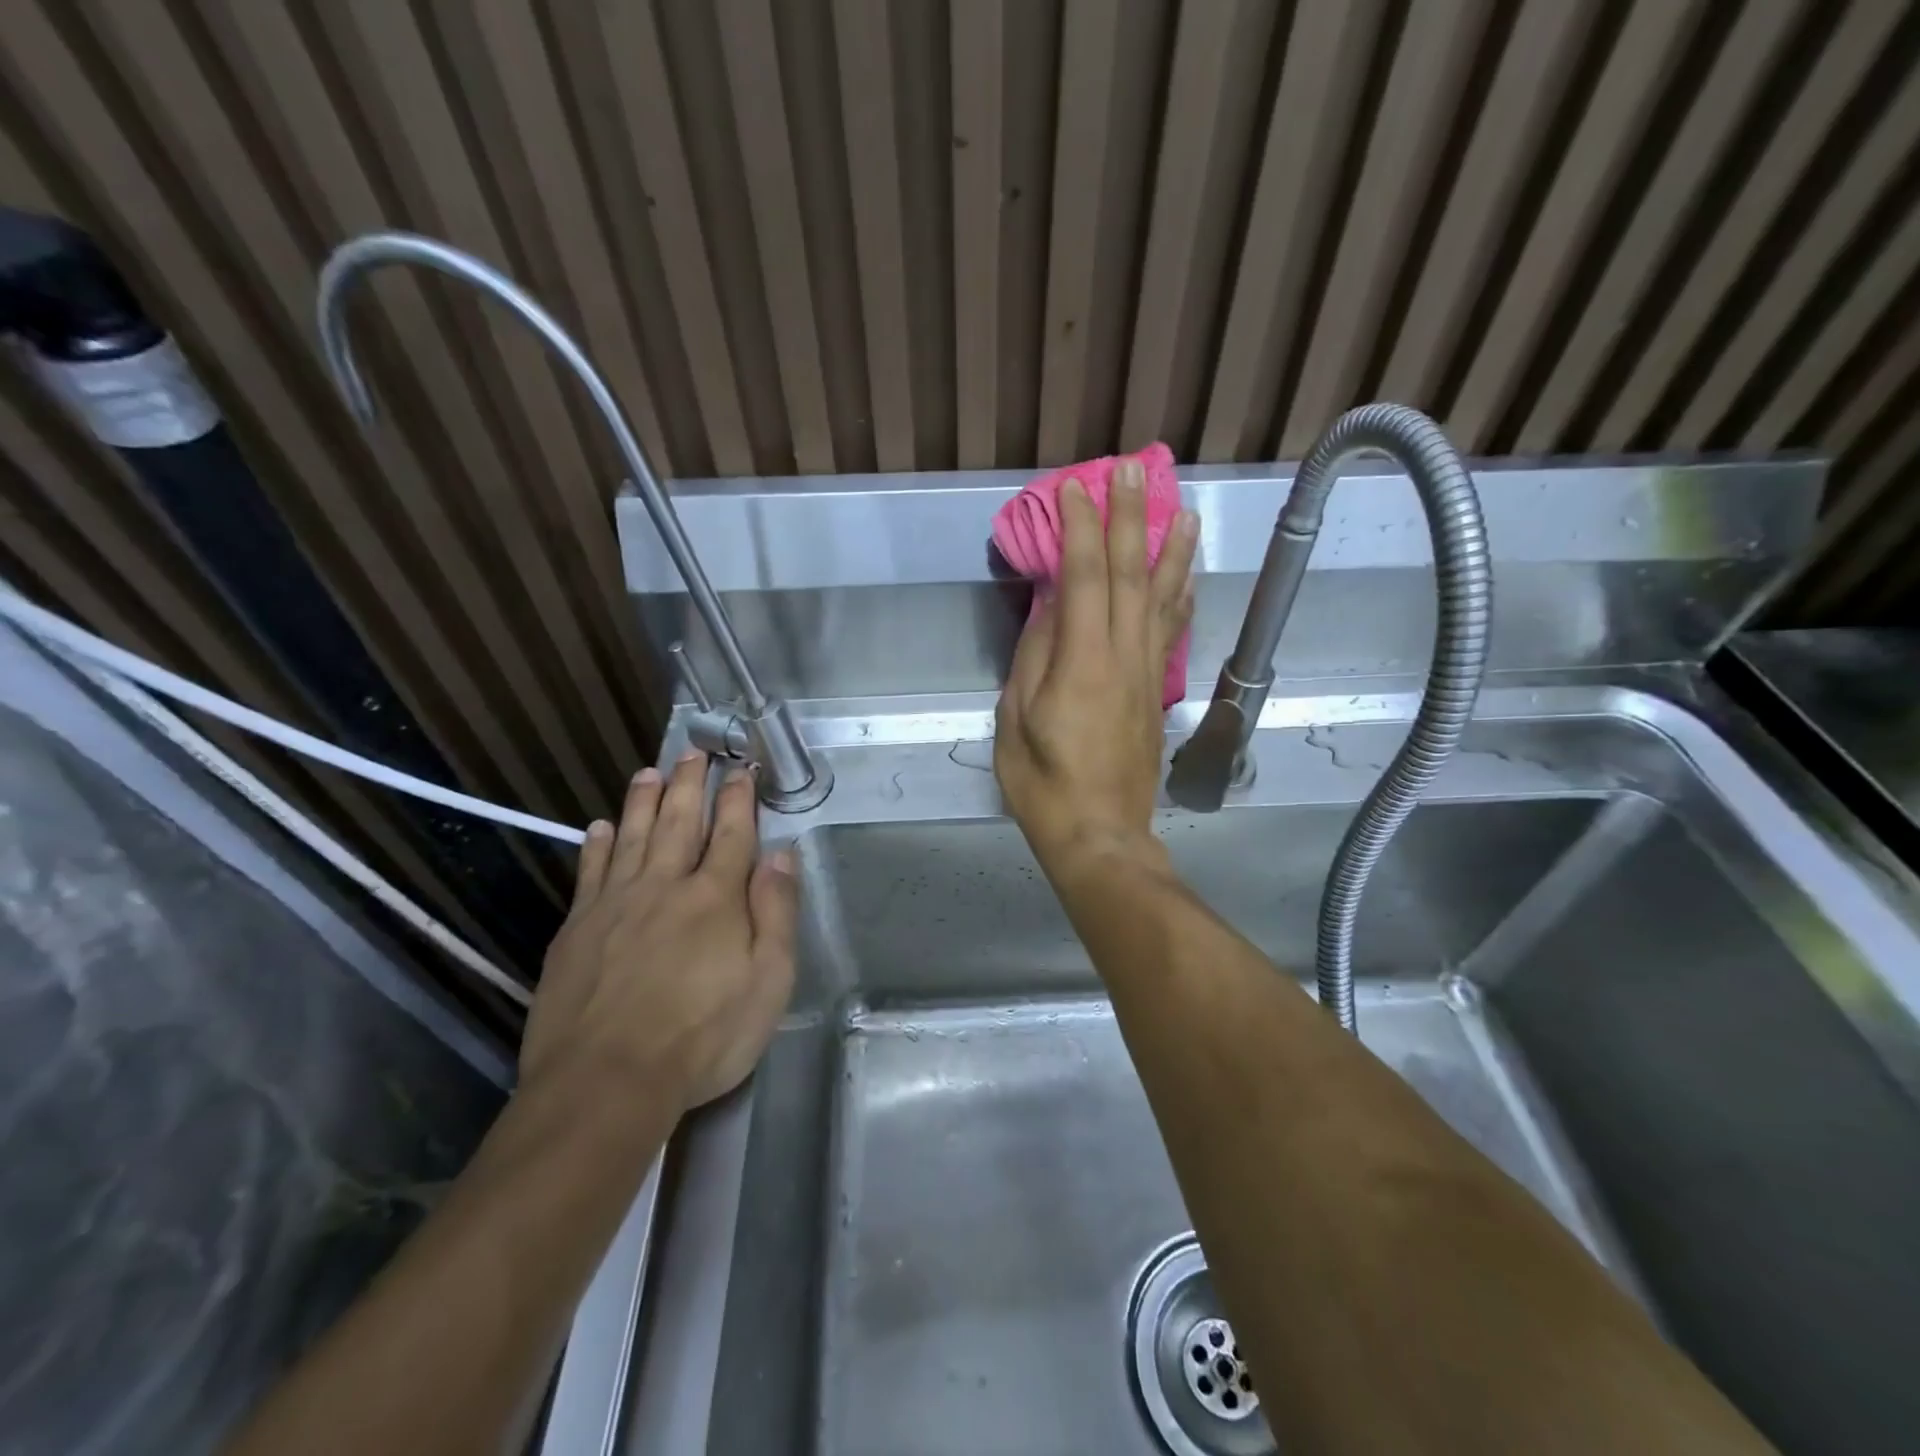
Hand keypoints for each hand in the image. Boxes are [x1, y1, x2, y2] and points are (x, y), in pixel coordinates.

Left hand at [521, 751, 798, 1115]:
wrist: (606, 1082)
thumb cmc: (703, 1038)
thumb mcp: (769, 983)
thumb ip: (777, 913)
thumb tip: (782, 855)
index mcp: (715, 898)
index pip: (732, 834)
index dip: (739, 799)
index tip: (742, 769)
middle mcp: (665, 886)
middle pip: (679, 822)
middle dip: (690, 784)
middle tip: (693, 752)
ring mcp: (615, 905)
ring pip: (632, 837)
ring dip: (643, 801)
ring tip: (649, 771)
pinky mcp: (577, 930)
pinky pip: (590, 873)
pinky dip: (597, 845)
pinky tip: (599, 827)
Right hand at [995, 459, 1196, 869]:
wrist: (1099, 834)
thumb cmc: (1043, 783)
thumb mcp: (1016, 720)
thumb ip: (1034, 658)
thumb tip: (1052, 609)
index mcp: (1082, 663)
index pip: (1085, 578)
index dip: (1081, 528)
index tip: (1075, 487)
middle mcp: (1124, 657)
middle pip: (1131, 576)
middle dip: (1131, 519)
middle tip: (1132, 471)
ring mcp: (1147, 674)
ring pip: (1163, 600)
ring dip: (1171, 550)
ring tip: (1183, 509)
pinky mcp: (1155, 693)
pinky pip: (1171, 633)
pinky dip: (1180, 598)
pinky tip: (1186, 578)